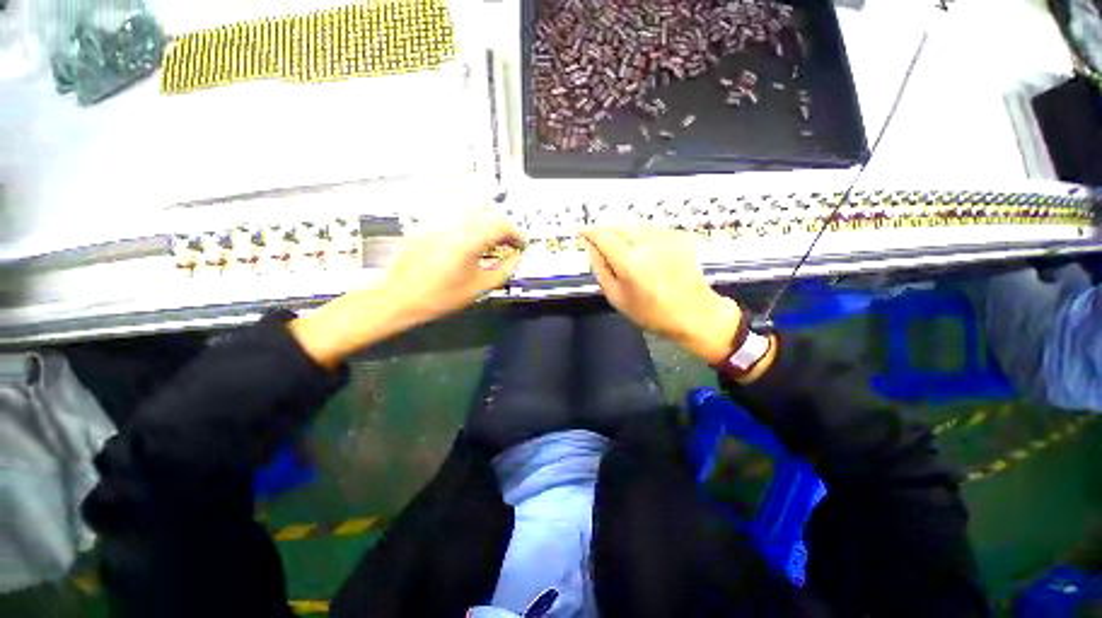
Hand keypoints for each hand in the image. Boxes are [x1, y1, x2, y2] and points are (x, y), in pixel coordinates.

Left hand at [291, 210, 522, 368]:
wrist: (398, 297)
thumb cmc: (438, 297)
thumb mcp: (477, 288)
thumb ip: (502, 271)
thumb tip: (516, 258)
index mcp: (468, 240)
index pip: (501, 225)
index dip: (516, 234)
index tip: (521, 245)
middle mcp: (453, 223)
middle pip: (488, 211)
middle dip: (504, 226)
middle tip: (509, 243)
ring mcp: (437, 219)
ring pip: (471, 204)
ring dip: (488, 217)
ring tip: (491, 235)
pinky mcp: (427, 221)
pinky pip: (451, 205)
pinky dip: (467, 211)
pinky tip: (471, 224)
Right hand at [580, 227, 742, 363]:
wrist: (695, 313)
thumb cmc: (651, 312)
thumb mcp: (616, 297)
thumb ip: (600, 268)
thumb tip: (590, 246)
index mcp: (630, 262)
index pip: (603, 235)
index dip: (589, 231)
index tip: (579, 230)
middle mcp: (648, 243)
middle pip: (618, 226)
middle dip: (605, 232)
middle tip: (600, 244)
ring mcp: (667, 236)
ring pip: (634, 226)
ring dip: (623, 233)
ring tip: (623, 251)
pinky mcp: (680, 235)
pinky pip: (651, 230)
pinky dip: (641, 236)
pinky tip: (644, 253)